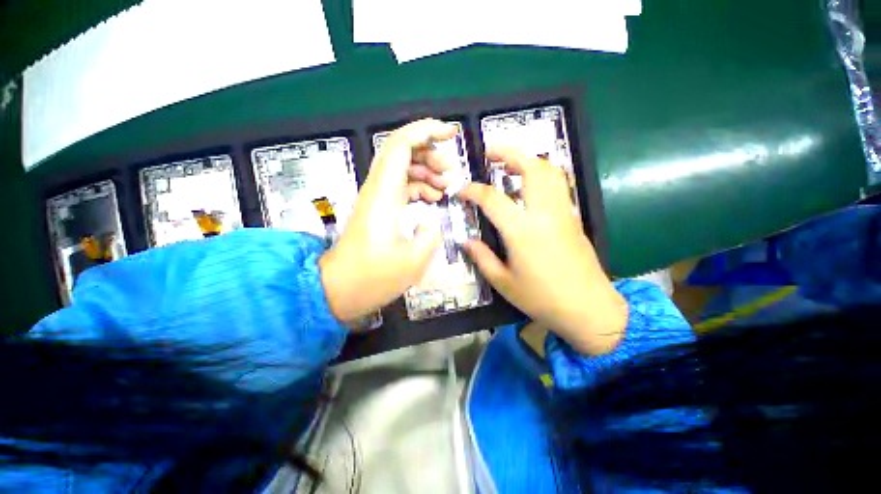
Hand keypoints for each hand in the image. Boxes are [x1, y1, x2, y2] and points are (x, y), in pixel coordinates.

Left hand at [319, 119, 457, 327]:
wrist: (339, 289)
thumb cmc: (371, 278)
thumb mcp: (412, 262)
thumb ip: (429, 237)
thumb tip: (430, 223)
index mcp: (383, 195)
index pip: (400, 146)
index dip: (425, 131)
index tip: (450, 133)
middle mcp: (378, 190)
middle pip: (401, 151)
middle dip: (430, 151)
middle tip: (451, 170)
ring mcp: (378, 198)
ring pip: (403, 168)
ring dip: (427, 170)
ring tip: (447, 186)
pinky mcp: (381, 209)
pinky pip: (402, 186)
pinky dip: (420, 187)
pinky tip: (434, 199)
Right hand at [459, 148, 627, 354]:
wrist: (588, 308)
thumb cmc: (541, 298)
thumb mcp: (503, 282)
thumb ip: (482, 258)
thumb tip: (466, 241)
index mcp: (523, 231)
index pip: (493, 199)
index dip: (473, 190)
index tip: (460, 189)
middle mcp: (545, 214)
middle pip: (532, 168)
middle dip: (509, 153)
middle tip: (490, 152)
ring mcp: (563, 213)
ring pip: (550, 171)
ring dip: (528, 160)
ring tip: (509, 163)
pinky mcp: (573, 217)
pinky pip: (557, 185)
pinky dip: (541, 175)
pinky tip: (527, 186)